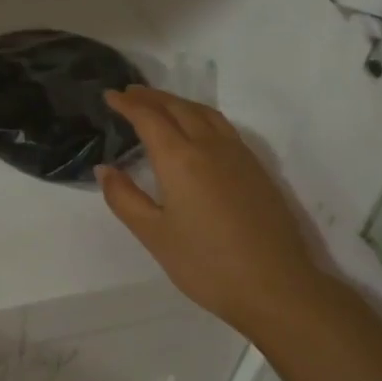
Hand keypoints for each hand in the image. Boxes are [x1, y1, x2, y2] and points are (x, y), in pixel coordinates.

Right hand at [97, 86, 329, 335]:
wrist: (276, 287)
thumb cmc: (207, 264)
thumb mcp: (154, 236)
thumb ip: (125, 198)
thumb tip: (105, 169)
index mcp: (180, 159)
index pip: (149, 118)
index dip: (127, 104)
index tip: (110, 95)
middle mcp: (209, 146)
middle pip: (177, 107)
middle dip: (151, 97)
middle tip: (130, 93)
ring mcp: (238, 154)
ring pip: (204, 113)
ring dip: (178, 102)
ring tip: (160, 104)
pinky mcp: (256, 168)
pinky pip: (222, 125)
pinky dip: (200, 115)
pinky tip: (197, 129)